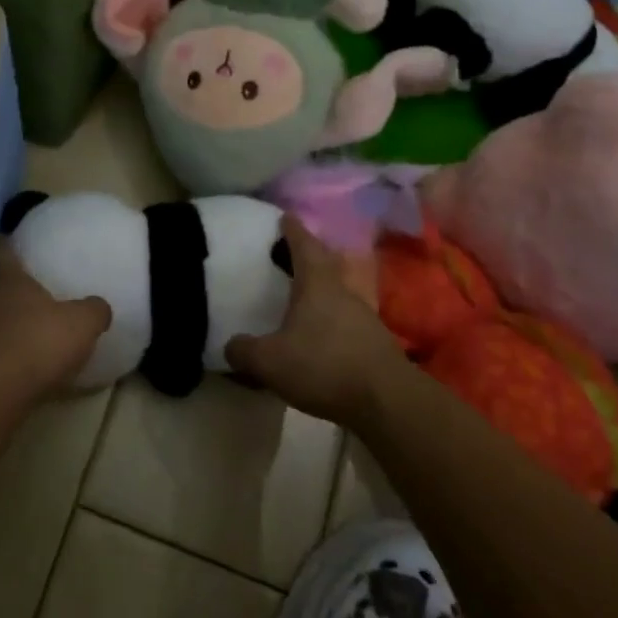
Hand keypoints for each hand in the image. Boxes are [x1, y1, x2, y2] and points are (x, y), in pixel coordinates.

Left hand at [0, 240, 112, 400]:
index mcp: (11, 282)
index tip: (4, 237)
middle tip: (31, 296)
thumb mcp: (81, 323)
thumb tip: (99, 307)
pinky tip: (21, 372)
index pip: (3, 253)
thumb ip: (93, 311)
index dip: (5, 245)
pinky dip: (3, 361)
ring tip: (28, 336)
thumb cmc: (38, 341)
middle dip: (11, 293)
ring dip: (6, 329)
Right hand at [226, 214, 409, 429]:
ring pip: (339, 291)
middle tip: (290, 252)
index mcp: (317, 284)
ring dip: (322, 288)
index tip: (285, 217)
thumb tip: (231, 345)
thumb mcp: (269, 362)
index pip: (303, 245)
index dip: (292, 230)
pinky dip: (332, 318)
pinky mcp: (375, 342)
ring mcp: (364, 316)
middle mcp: (343, 291)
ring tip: (303, 295)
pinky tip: (321, 333)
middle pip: (326, 264)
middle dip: (309, 255)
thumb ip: (244, 351)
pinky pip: (347, 319)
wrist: (386, 401)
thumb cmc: (324, 366)